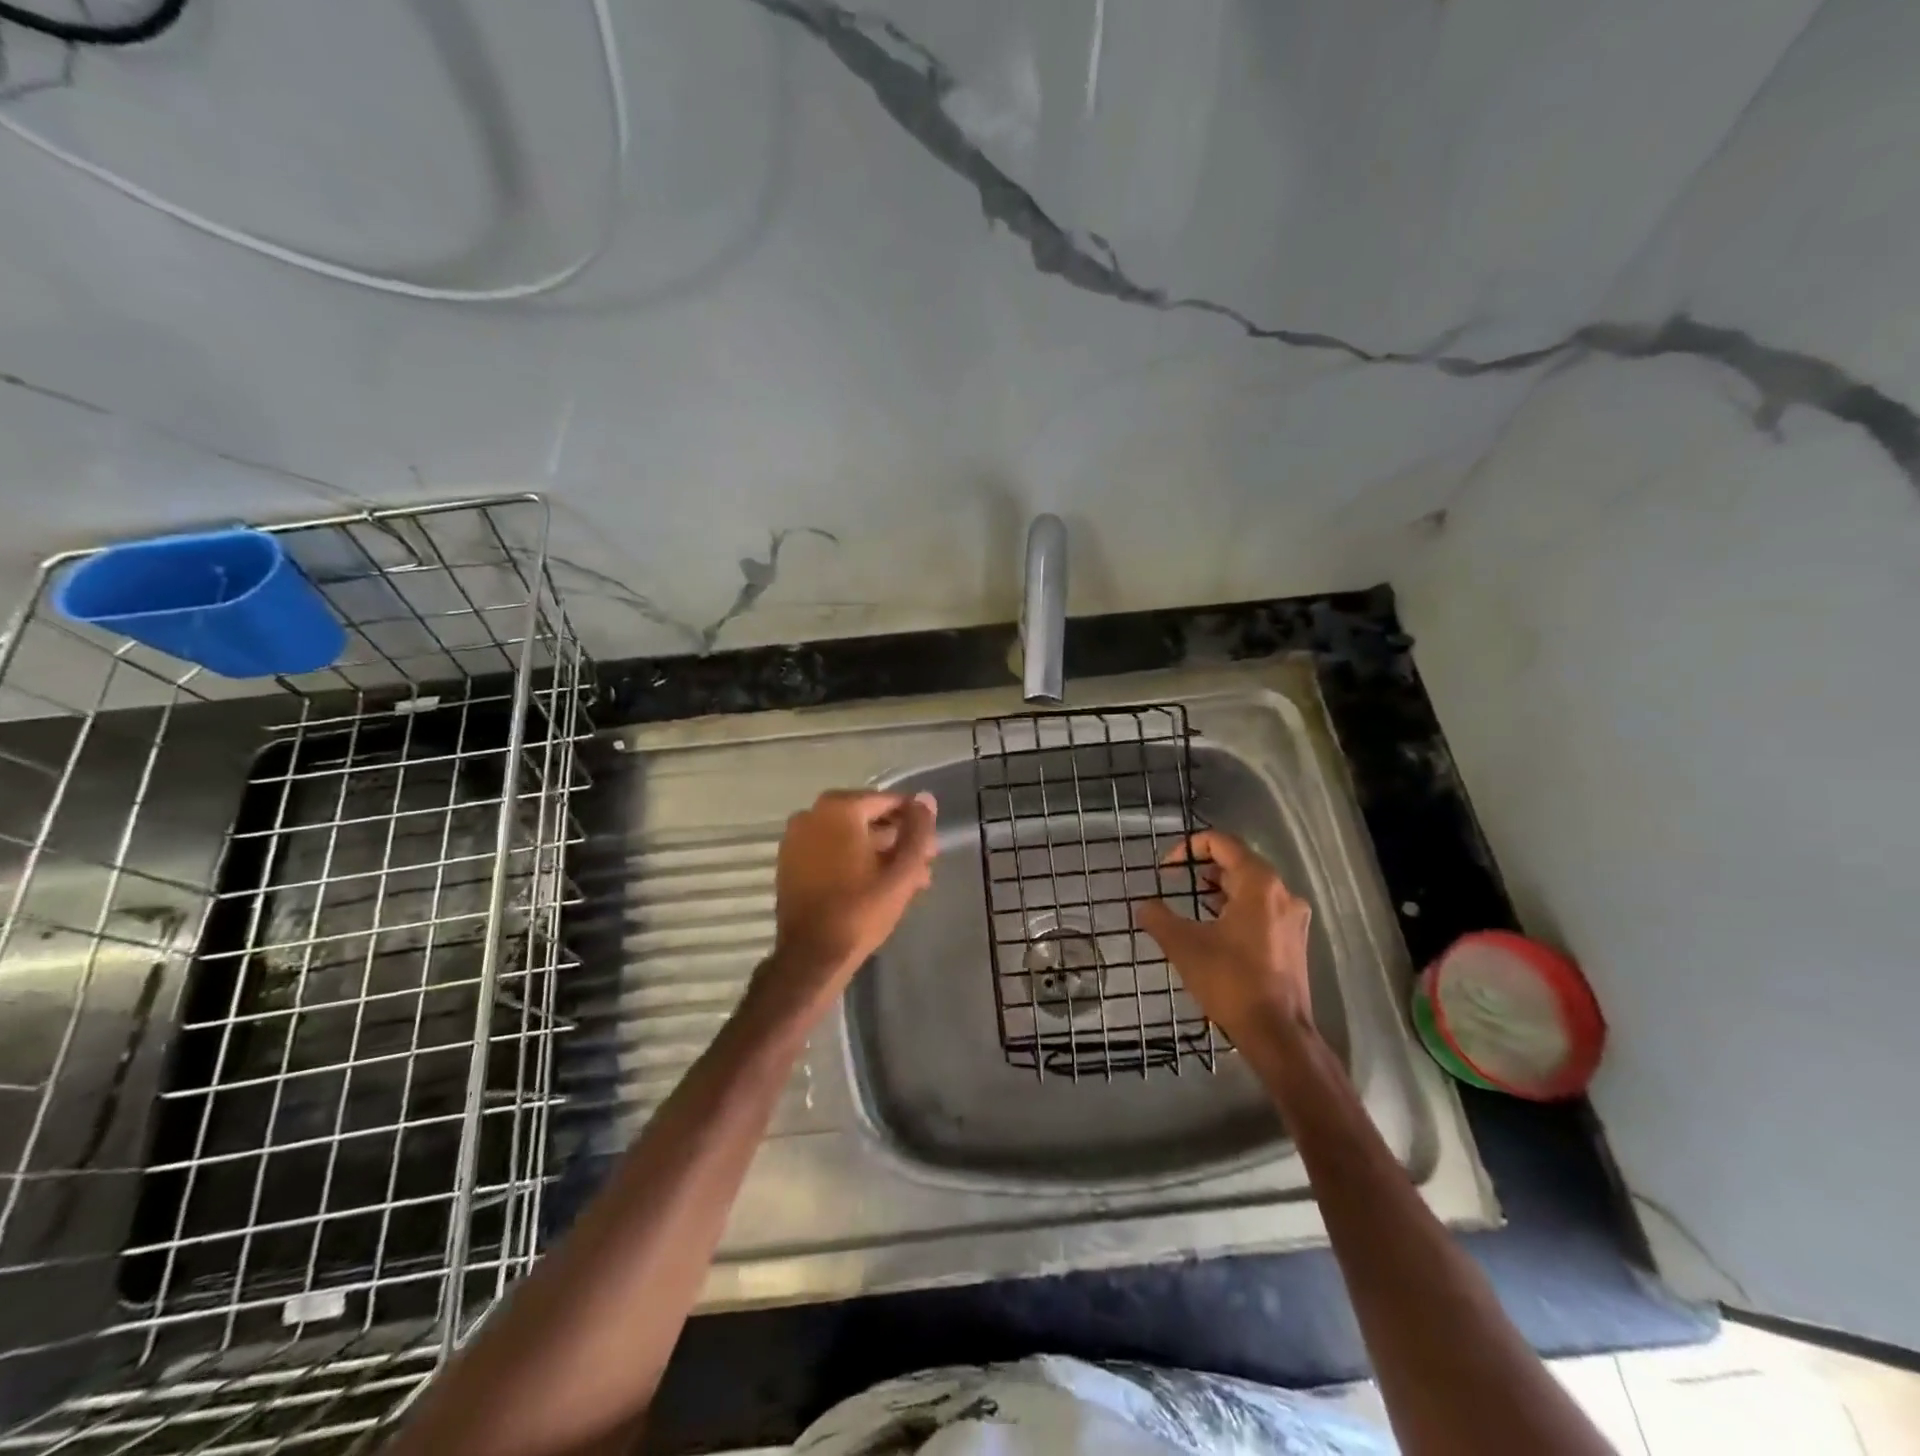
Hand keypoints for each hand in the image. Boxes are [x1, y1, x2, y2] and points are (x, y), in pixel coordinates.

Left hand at [760, 790, 938, 1013]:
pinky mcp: (789, 862)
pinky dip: (851, 860)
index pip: (888, 802)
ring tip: (905, 881)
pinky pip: (829, 851)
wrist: (812, 956)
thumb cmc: (861, 909)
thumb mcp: (902, 871)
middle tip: (921, 867)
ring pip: (848, 837)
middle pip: (867, 819)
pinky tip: (874, 885)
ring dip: (877, 853)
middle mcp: (812, 814)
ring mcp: (796, 838)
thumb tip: (926, 798)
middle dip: (896, 840)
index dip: (914, 822)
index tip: (929, 848)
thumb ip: (918, 831)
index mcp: (839, 808)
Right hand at [1137, 829, 1313, 1045]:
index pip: (1223, 843)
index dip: (1189, 847)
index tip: (1166, 869)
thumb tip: (1144, 907)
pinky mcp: (1294, 940)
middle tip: (1174, 884)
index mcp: (1259, 883)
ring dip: (1218, 890)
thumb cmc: (1230, 981)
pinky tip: (1214, 929)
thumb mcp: (1183, 945)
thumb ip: (1158, 918)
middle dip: (1202, 869)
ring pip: (1251, 887)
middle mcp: (1282, 892)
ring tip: (1190, 906)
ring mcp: (1293, 917)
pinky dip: (1236, 908)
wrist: (1277, 1033)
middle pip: (1238, 862)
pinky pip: (1262, 909)